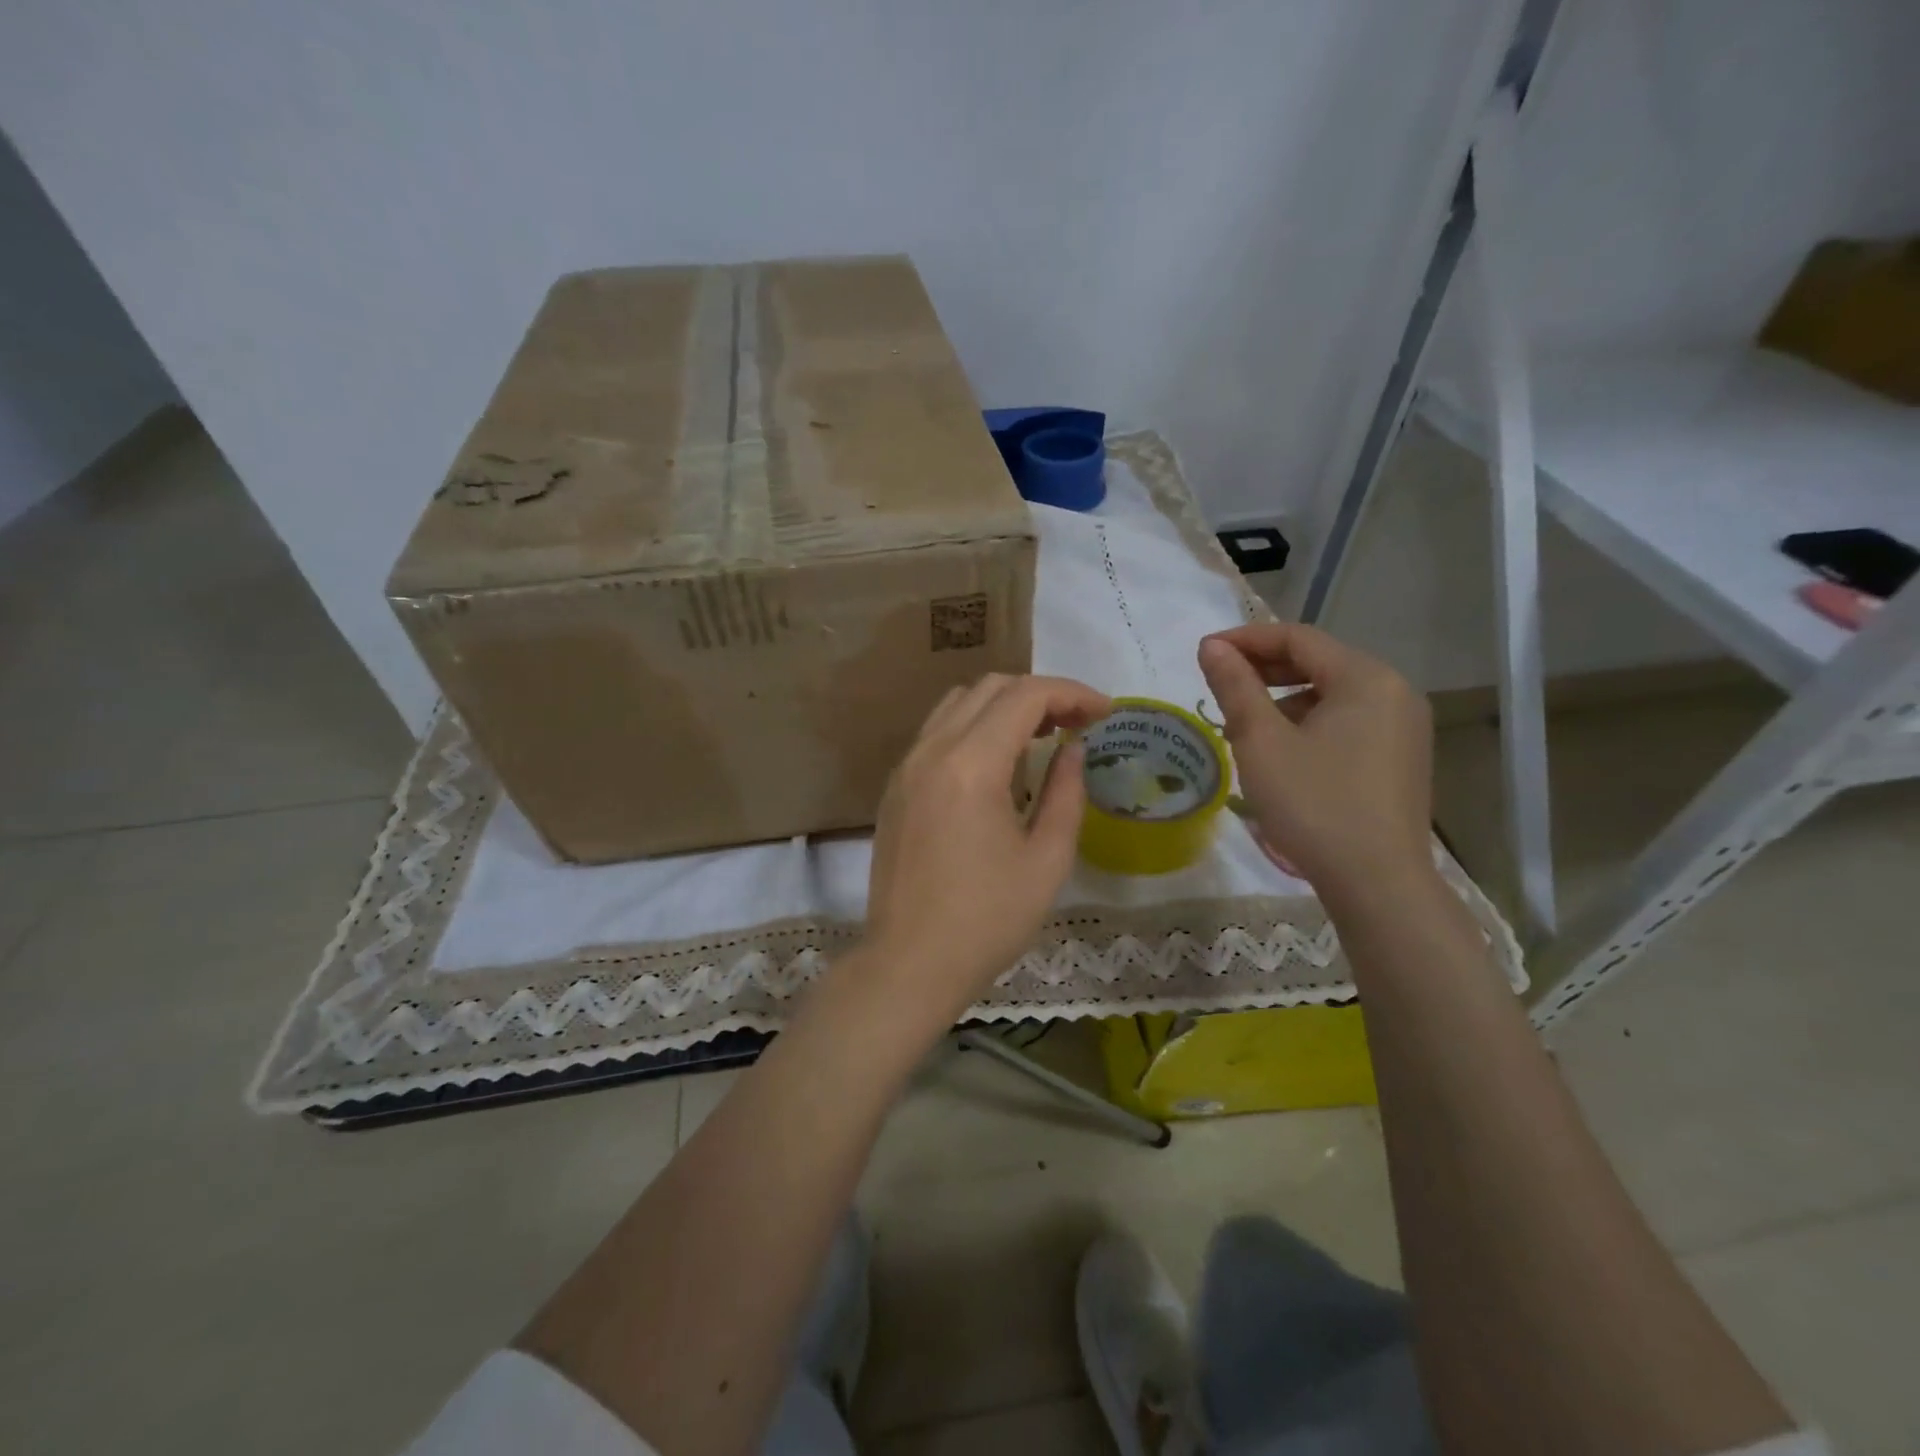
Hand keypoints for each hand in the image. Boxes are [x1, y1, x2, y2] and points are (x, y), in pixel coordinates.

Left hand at [852, 674, 1109, 1033]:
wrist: (909, 963)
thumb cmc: (986, 920)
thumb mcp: (1046, 860)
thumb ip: (1066, 793)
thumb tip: (1073, 749)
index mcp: (971, 765)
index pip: (1025, 696)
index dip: (1072, 693)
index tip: (1106, 712)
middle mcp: (931, 750)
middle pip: (989, 687)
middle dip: (1041, 694)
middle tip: (1078, 724)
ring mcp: (906, 766)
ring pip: (958, 703)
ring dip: (1004, 705)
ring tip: (1042, 736)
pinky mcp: (895, 787)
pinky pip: (937, 732)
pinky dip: (974, 727)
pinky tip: (998, 762)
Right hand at [1198, 624, 1432, 901]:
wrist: (1376, 883)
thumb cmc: (1313, 804)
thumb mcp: (1261, 741)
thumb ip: (1235, 686)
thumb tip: (1211, 646)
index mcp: (1366, 678)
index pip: (1298, 638)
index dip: (1246, 639)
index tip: (1203, 653)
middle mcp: (1394, 691)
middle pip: (1318, 662)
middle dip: (1263, 669)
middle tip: (1218, 686)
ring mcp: (1404, 727)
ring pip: (1332, 694)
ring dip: (1283, 699)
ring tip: (1244, 726)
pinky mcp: (1401, 757)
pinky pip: (1347, 721)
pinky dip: (1309, 723)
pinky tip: (1281, 752)